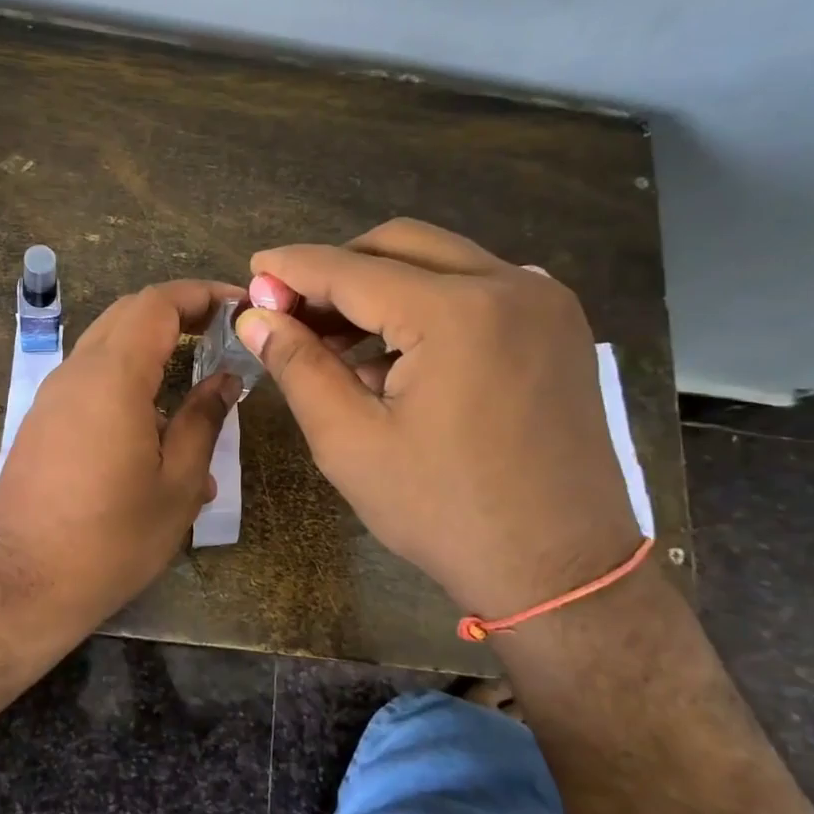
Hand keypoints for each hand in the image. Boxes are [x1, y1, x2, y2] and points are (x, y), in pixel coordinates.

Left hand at [0, 280, 243, 647]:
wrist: (23, 586)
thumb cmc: (112, 539)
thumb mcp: (177, 484)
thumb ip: (203, 420)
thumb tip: (225, 379)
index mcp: (112, 377)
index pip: (156, 304)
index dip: (199, 295)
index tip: (237, 306)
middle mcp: (74, 374)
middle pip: (127, 316)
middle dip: (176, 314)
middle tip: (220, 336)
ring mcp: (50, 398)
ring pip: (105, 348)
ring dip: (150, 350)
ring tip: (193, 386)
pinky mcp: (39, 425)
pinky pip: (87, 384)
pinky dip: (124, 383)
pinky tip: (154, 432)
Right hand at [235, 219, 640, 617]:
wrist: (560, 569)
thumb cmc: (443, 512)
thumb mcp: (350, 442)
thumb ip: (298, 366)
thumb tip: (256, 317)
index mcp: (457, 312)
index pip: (352, 269)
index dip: (293, 268)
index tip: (253, 271)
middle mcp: (510, 285)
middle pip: (400, 244)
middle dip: (338, 270)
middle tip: (294, 311)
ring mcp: (545, 302)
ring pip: (441, 261)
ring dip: (382, 287)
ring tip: (338, 343)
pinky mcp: (559, 327)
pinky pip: (477, 288)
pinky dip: (426, 304)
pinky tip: (396, 355)